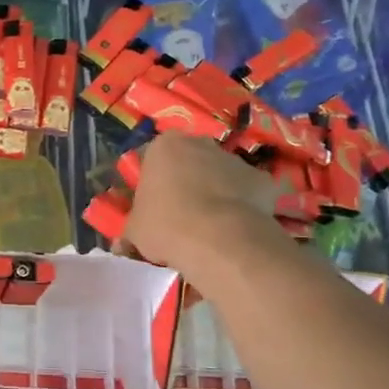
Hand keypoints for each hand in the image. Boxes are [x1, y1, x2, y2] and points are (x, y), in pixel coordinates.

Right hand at [123, 132, 276, 269]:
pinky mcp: (262, 180)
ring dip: (216, 193)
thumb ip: (133, 229)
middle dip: (187, 182)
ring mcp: (235, 160)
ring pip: (221, 175)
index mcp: (165, 146)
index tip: (154, 206)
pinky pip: (248, 193)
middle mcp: (201, 143)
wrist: (218, 241)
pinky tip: (235, 231)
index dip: (153, 183)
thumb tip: (125, 245)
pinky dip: (242, 207)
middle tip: (181, 215)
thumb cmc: (166, 226)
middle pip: (191, 161)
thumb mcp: (134, 231)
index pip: (153, 158)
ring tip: (211, 228)